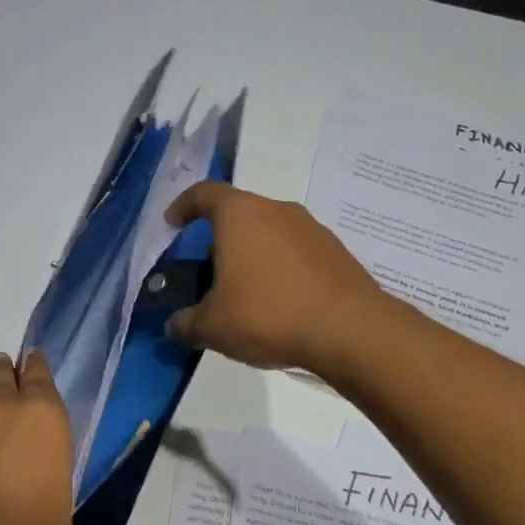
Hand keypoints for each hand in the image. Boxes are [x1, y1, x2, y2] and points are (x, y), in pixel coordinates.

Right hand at [164, 182, 382, 376]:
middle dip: (219, 238)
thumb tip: (174, 327)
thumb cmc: (268, 314)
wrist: (351, 331)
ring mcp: (312, 229)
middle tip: (208, 270)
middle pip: (239, 213)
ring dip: (252, 254)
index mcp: (240, 215)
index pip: (204, 194)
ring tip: (244, 291)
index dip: (183, 205)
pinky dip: (280, 269)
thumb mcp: (213, 327)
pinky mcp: (336, 252)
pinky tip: (279, 302)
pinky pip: (296, 252)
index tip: (172, 224)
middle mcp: (277, 210)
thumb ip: (185, 323)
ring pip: (270, 233)